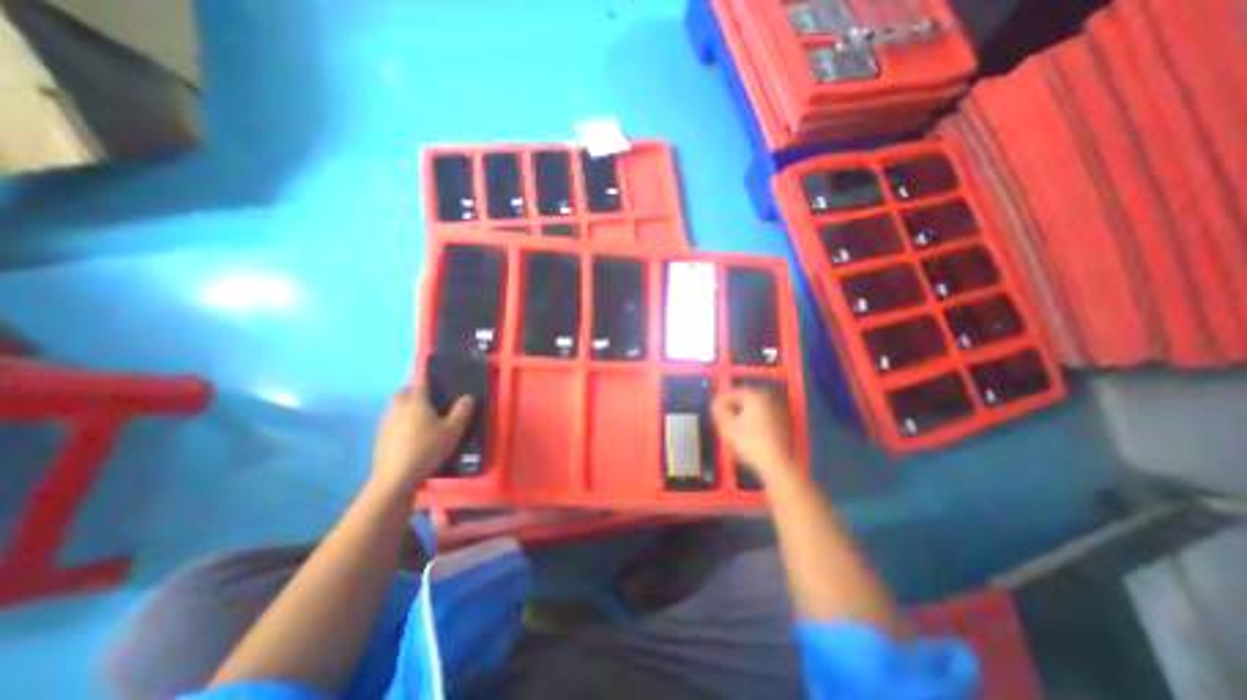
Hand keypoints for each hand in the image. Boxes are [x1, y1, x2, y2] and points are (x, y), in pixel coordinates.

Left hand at [370, 382, 473, 492]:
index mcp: (416, 401)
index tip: (433, 370)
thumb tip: (468, 397)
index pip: (420, 380)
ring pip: (396, 407)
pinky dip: (400, 422)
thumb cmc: (427, 449)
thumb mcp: (453, 430)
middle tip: (430, 398)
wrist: (395, 478)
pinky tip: (411, 435)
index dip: (426, 374)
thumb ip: (462, 411)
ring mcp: (386, 423)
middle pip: (403, 392)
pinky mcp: (380, 438)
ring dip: (406, 407)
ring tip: (422, 417)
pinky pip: (391, 422)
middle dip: (414, 391)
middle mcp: (398, 408)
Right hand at [712, 389, 797, 480]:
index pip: (732, 393)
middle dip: (730, 406)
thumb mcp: (728, 426)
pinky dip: (751, 420)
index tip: (711, 408)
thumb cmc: (750, 443)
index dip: (719, 400)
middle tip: (719, 415)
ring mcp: (777, 412)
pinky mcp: (781, 425)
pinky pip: (761, 417)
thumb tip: (715, 404)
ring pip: (753, 408)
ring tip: (729, 423)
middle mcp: (768, 399)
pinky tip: (744, 431)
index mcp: (755, 396)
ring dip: (740, 413)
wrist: (776, 465)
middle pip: (743, 399)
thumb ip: (719, 411)